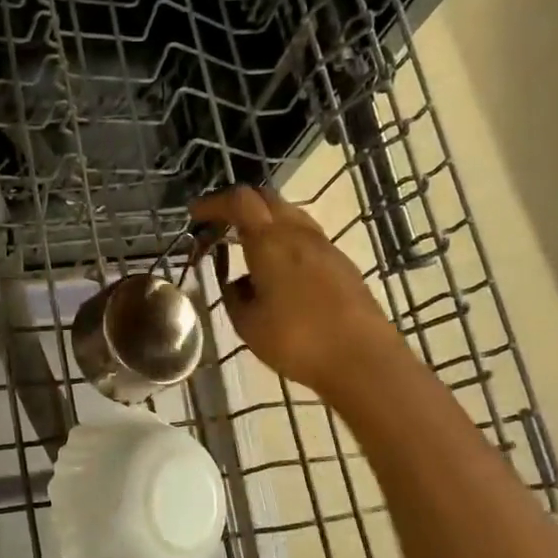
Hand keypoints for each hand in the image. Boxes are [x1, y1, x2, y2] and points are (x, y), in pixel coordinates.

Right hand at [191, 186, 392, 398]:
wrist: (362, 358)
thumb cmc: (297, 340)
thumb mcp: (248, 324)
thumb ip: (234, 297)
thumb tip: (236, 283)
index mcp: (269, 241)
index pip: (239, 201)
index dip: (214, 203)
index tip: (195, 215)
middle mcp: (298, 233)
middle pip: (266, 198)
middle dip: (239, 205)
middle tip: (220, 225)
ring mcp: (325, 246)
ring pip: (290, 215)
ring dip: (265, 220)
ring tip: (248, 245)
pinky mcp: (342, 263)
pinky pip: (306, 237)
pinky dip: (285, 239)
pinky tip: (278, 269)